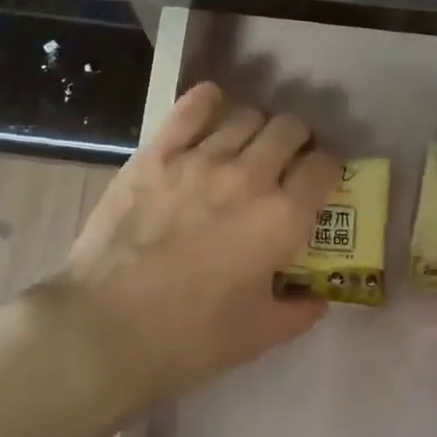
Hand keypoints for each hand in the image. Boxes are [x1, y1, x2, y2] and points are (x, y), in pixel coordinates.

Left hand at [49, 82, 340, 408]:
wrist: (106, 326)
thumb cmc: (190, 337)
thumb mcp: (259, 336)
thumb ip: (299, 312)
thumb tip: (316, 298)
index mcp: (283, 218)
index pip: (325, 168)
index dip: (330, 168)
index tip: (321, 178)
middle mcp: (250, 176)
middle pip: (289, 129)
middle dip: (298, 140)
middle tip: (288, 159)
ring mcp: (201, 159)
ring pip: (247, 115)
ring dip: (258, 125)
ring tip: (248, 143)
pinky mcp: (157, 154)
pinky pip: (192, 108)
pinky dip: (209, 100)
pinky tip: (212, 105)